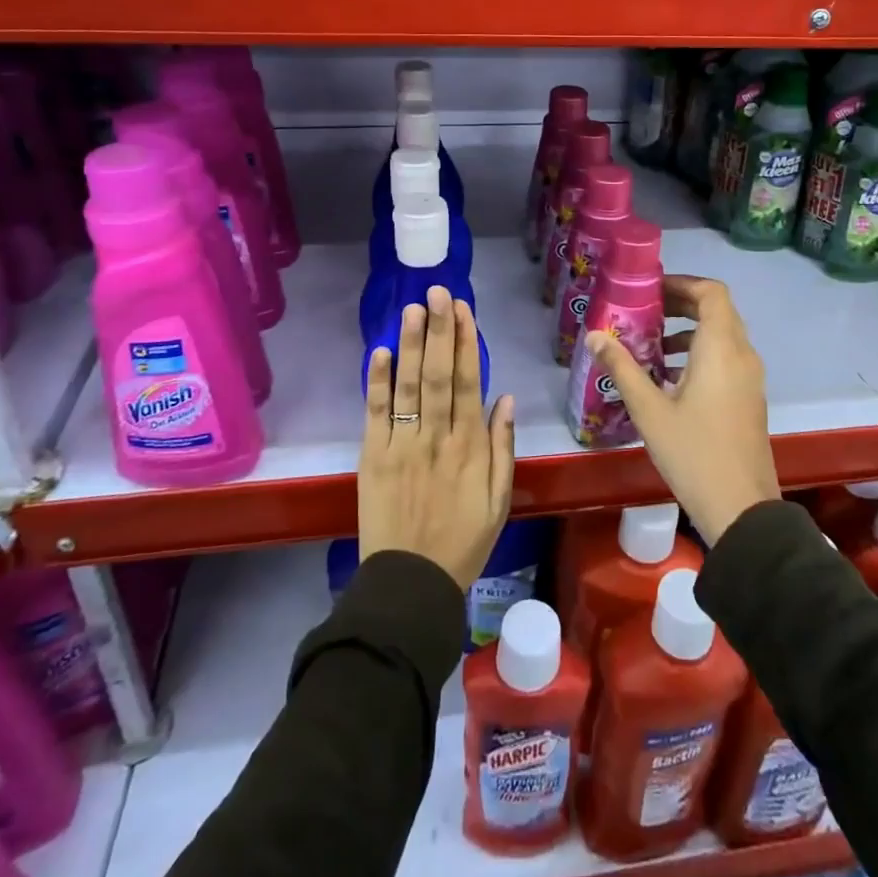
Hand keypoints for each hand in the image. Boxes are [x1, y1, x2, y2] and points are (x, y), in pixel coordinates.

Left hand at [359, 287, 516, 590]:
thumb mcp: (499, 501)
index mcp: (470, 447)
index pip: (468, 382)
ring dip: (410, 345)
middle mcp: (437, 438)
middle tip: (437, 292)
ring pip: (408, 387)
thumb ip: (503, 448)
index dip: (465, 343)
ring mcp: (402, 446)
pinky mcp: (373, 458)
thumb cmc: (462, 542)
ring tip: (412, 309)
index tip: (462, 309)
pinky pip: (376, 414)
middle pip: (438, 375)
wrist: (411, 584)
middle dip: (439, 330)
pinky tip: (379, 352)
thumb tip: (505, 398)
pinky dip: (377, 383)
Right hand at [583, 274, 777, 544]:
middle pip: (717, 310)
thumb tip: (594, 335)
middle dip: (680, 304)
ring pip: (722, 335)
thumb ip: (621, 367)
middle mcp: (742, 354)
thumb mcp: (649, 409)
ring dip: (689, 331)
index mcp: (721, 348)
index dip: (681, 283)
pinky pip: (726, 358)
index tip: (649, 290)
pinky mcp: (749, 398)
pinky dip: (700, 353)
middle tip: (644, 312)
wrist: (741, 508)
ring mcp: (750, 378)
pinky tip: (669, 379)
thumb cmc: (693, 452)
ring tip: (651, 346)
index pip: (711, 292)